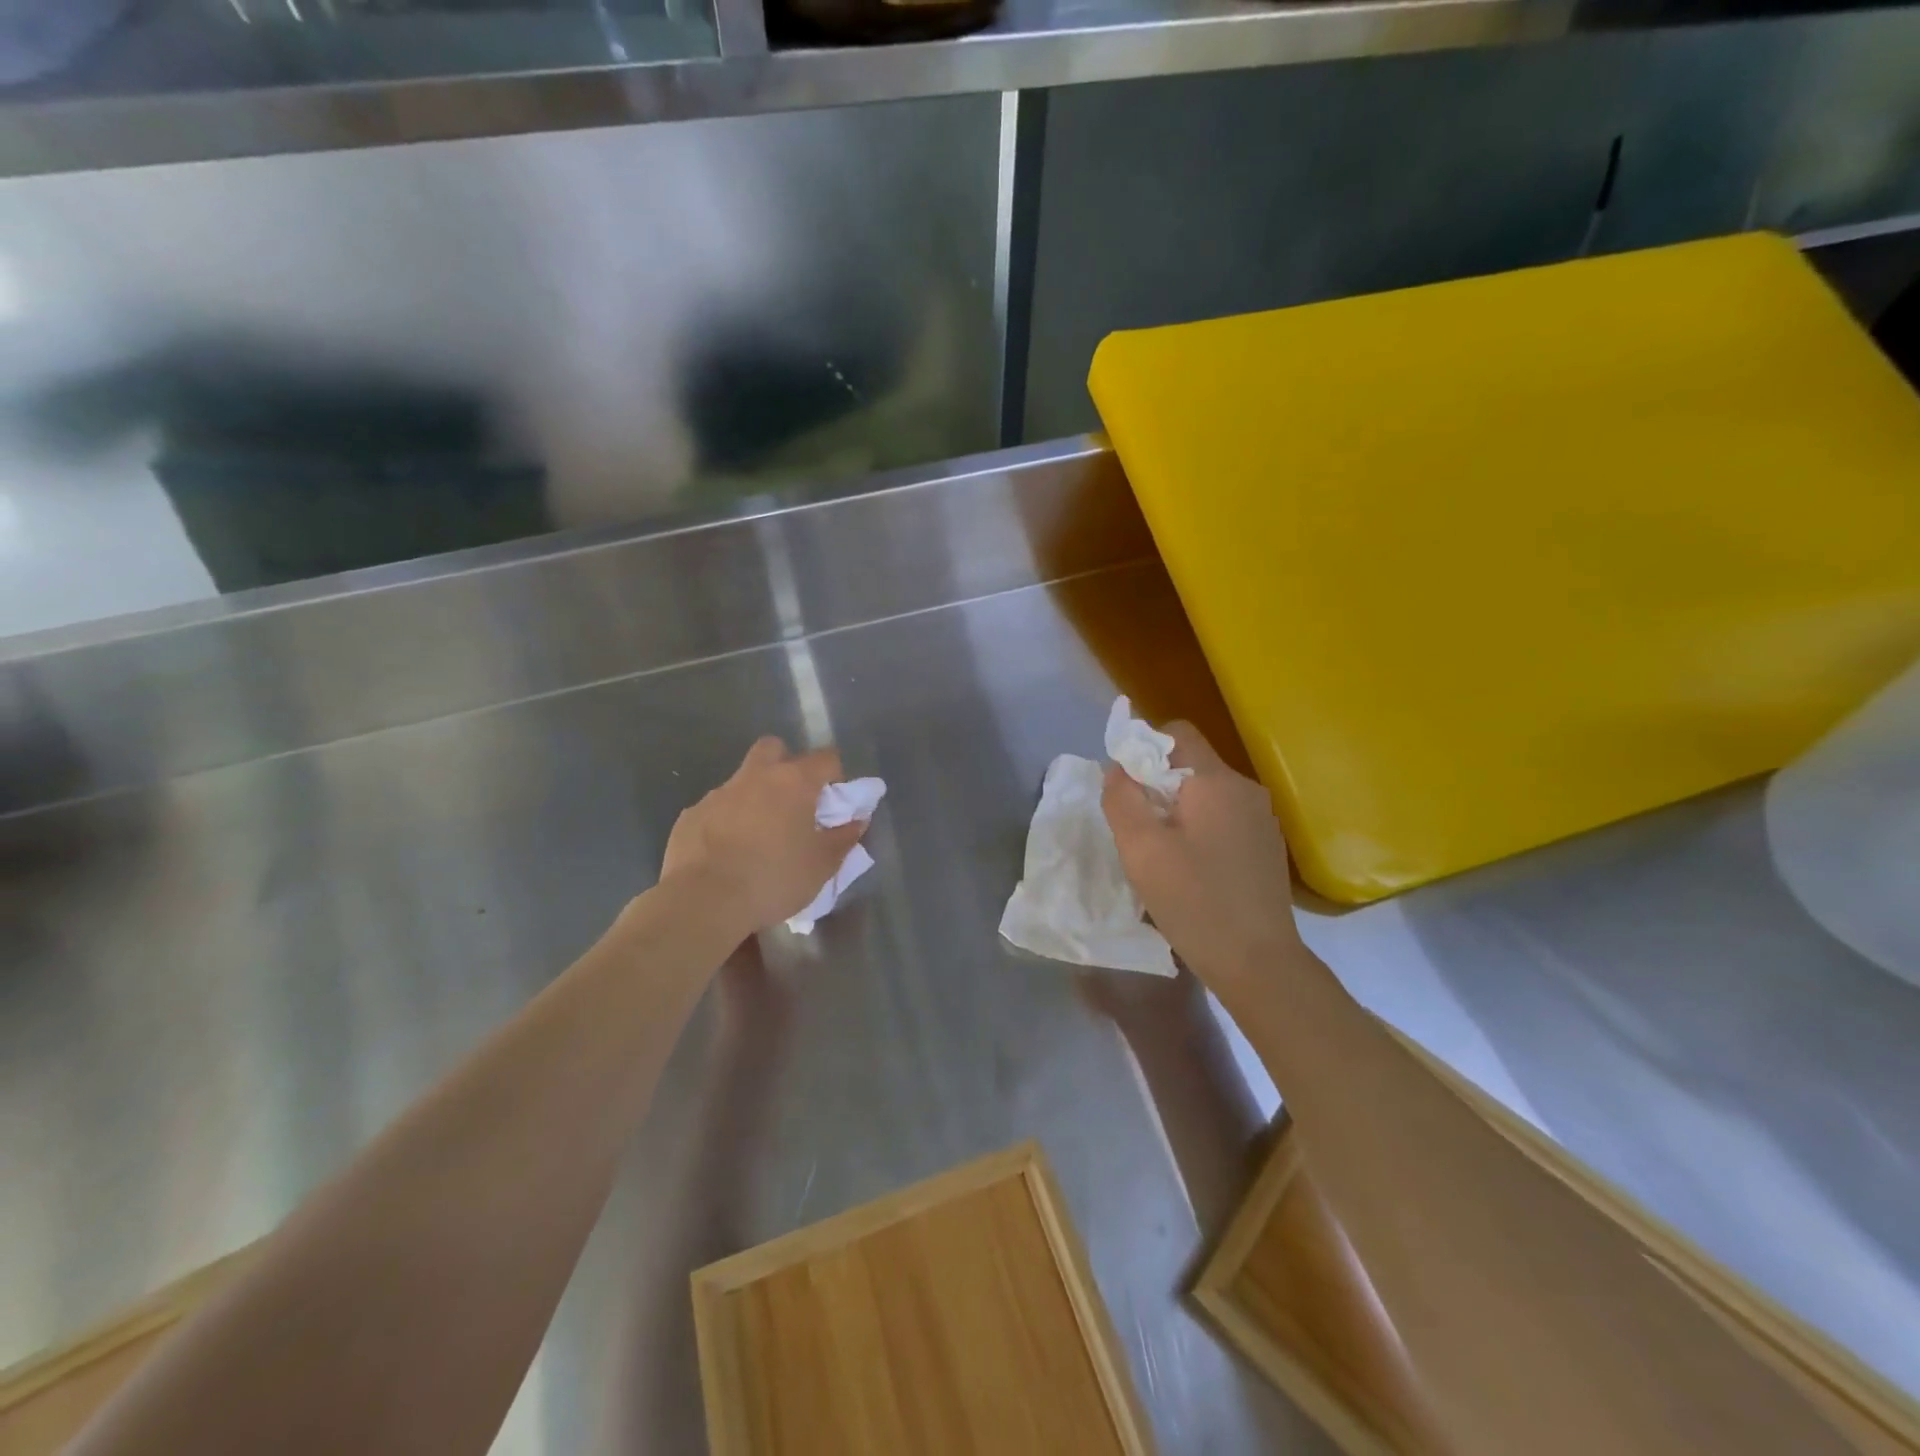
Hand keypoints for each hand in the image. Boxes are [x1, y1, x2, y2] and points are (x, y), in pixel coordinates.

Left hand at [662, 737, 866, 934]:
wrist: (703, 901)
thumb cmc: (773, 879)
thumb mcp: (821, 866)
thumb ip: (843, 838)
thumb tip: (857, 821)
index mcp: (793, 782)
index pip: (826, 758)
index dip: (835, 775)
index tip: (835, 801)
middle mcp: (755, 776)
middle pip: (774, 749)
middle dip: (786, 764)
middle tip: (794, 801)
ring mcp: (718, 793)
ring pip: (742, 780)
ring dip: (755, 797)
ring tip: (759, 837)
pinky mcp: (691, 814)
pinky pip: (717, 808)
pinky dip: (727, 821)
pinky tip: (728, 853)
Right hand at [1101, 722, 1305, 1000]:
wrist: (1259, 963)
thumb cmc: (1194, 902)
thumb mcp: (1141, 849)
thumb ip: (1122, 799)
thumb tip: (1117, 768)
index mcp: (1216, 782)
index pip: (1177, 732)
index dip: (1144, 748)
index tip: (1127, 789)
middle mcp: (1246, 790)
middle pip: (1191, 764)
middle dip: (1157, 786)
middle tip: (1139, 830)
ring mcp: (1262, 819)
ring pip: (1206, 794)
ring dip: (1177, 811)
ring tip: (1163, 855)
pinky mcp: (1267, 846)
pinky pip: (1223, 819)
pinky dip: (1200, 830)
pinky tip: (1192, 871)